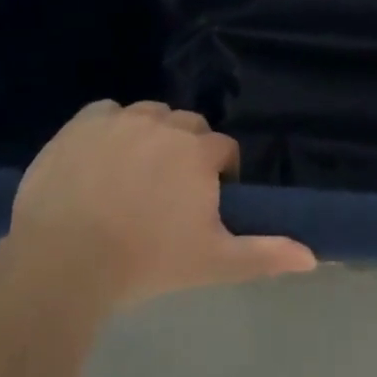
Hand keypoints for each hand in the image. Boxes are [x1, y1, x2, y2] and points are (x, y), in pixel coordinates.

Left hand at [4, 100, 315, 308]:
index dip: (219, 174)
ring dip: (151, 136)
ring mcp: (121, 119)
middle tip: (169, 192)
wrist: (64, 260)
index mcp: (198, 152)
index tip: (204, 203)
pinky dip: (110, 128)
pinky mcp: (83, 122)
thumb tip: (312, 256)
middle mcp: (165, 123)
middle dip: (187, 151)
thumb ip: (264, 254)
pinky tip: (100, 159)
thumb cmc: (146, 261)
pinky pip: (107, 113)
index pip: (223, 149)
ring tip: (134, 175)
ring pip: (149, 115)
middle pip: (188, 127)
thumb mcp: (212, 262)